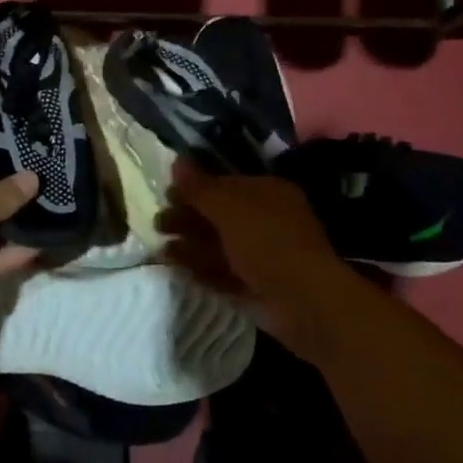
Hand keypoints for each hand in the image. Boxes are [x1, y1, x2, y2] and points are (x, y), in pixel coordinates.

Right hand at [158, 159, 349, 354]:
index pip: (227, 184)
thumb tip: (176, 160)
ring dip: (189, 244)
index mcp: (268, 193)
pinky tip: (174, 267)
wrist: (305, 301)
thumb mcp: (230, 207)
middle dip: (188, 217)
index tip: (167, 193)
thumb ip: (200, 187)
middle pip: (220, 215)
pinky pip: (221, 273)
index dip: (196, 188)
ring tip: (159, 246)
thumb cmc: (268, 240)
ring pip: (218, 245)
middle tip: (158, 223)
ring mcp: (261, 256)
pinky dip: (199, 269)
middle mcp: (266, 221)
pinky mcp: (254, 287)